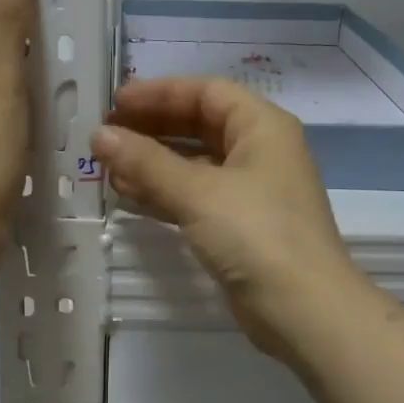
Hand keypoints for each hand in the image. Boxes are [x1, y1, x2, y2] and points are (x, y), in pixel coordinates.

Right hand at [93, 77, 363, 358]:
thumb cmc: (256, 235)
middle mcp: (260, 151)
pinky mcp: (240, 226)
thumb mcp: (198, 192)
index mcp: (262, 127)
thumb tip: (100, 136)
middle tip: (106, 135)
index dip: (160, 92)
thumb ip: (146, 162)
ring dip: (153, 163)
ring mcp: (251, 191)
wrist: (303, 310)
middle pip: (199, 124)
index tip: (116, 103)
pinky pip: (196, 197)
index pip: (206, 92)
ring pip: (195, 164)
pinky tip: (128, 196)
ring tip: (107, 167)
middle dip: (152, 128)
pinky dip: (164, 193)